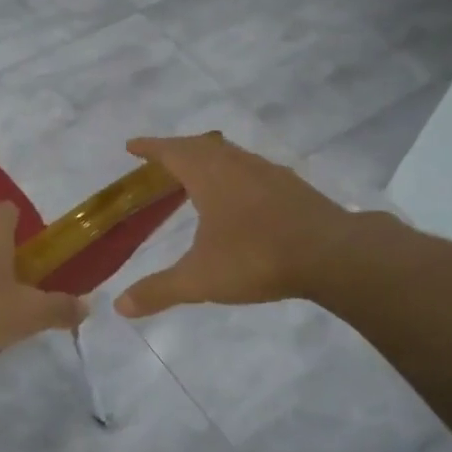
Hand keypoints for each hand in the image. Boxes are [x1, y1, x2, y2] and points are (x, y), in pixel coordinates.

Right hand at [114, 134, 363, 317]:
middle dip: (177, 149)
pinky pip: (252, 169)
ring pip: (230, 154)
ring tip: (195, 173)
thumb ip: (159, 290)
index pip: (172, 152)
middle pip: (201, 146)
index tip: (131, 146)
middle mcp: (237, 164)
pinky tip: (240, 195)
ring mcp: (269, 173)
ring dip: (208, 157)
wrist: (332, 255)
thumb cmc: (257, 258)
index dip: (150, 147)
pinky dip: (234, 172)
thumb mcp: (200, 279)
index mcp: (209, 175)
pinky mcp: (293, 187)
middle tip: (160, 160)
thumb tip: (119, 306)